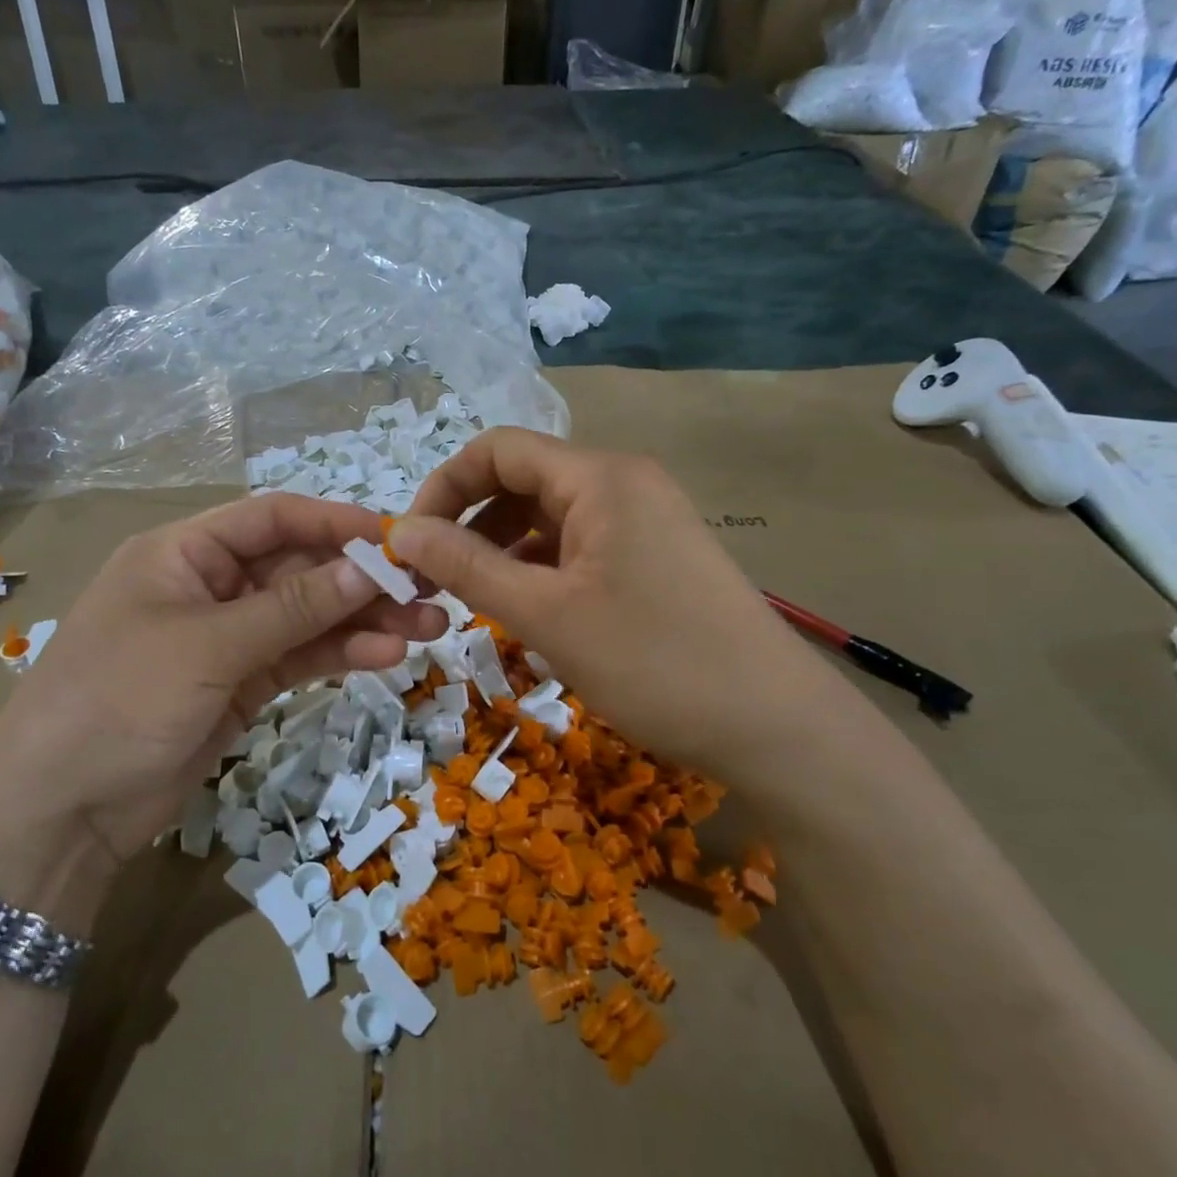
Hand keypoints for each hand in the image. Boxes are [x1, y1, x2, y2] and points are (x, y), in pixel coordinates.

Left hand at [0, 494, 447, 860]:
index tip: (395, 538)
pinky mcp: (241, 684)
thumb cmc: (119, 700)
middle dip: (362, 580)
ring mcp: (228, 638)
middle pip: (299, 569)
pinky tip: (387, 655)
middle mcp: (209, 586)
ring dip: (364, 620)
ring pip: (308, 616)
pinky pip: (300, 657)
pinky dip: (340, 654)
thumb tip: (368, 569)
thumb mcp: (208, 646)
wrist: (60, 812)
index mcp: (184, 552)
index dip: (334, 523)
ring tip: (428, 627)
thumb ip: (293, 607)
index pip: (272, 519)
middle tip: (428, 589)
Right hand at [391, 429, 827, 772]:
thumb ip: (466, 567)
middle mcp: (623, 484)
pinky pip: (581, 548)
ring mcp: (645, 521)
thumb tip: (399, 532)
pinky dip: (541, 571)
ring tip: (473, 603)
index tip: (410, 545)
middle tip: (434, 582)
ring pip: (550, 519)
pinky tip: (526, 613)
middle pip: (523, 481)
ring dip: (502, 552)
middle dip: (469, 524)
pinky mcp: (656, 559)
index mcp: (599, 477)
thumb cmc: (655, 662)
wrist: (776, 727)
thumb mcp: (546, 615)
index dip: (443, 488)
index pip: (497, 450)